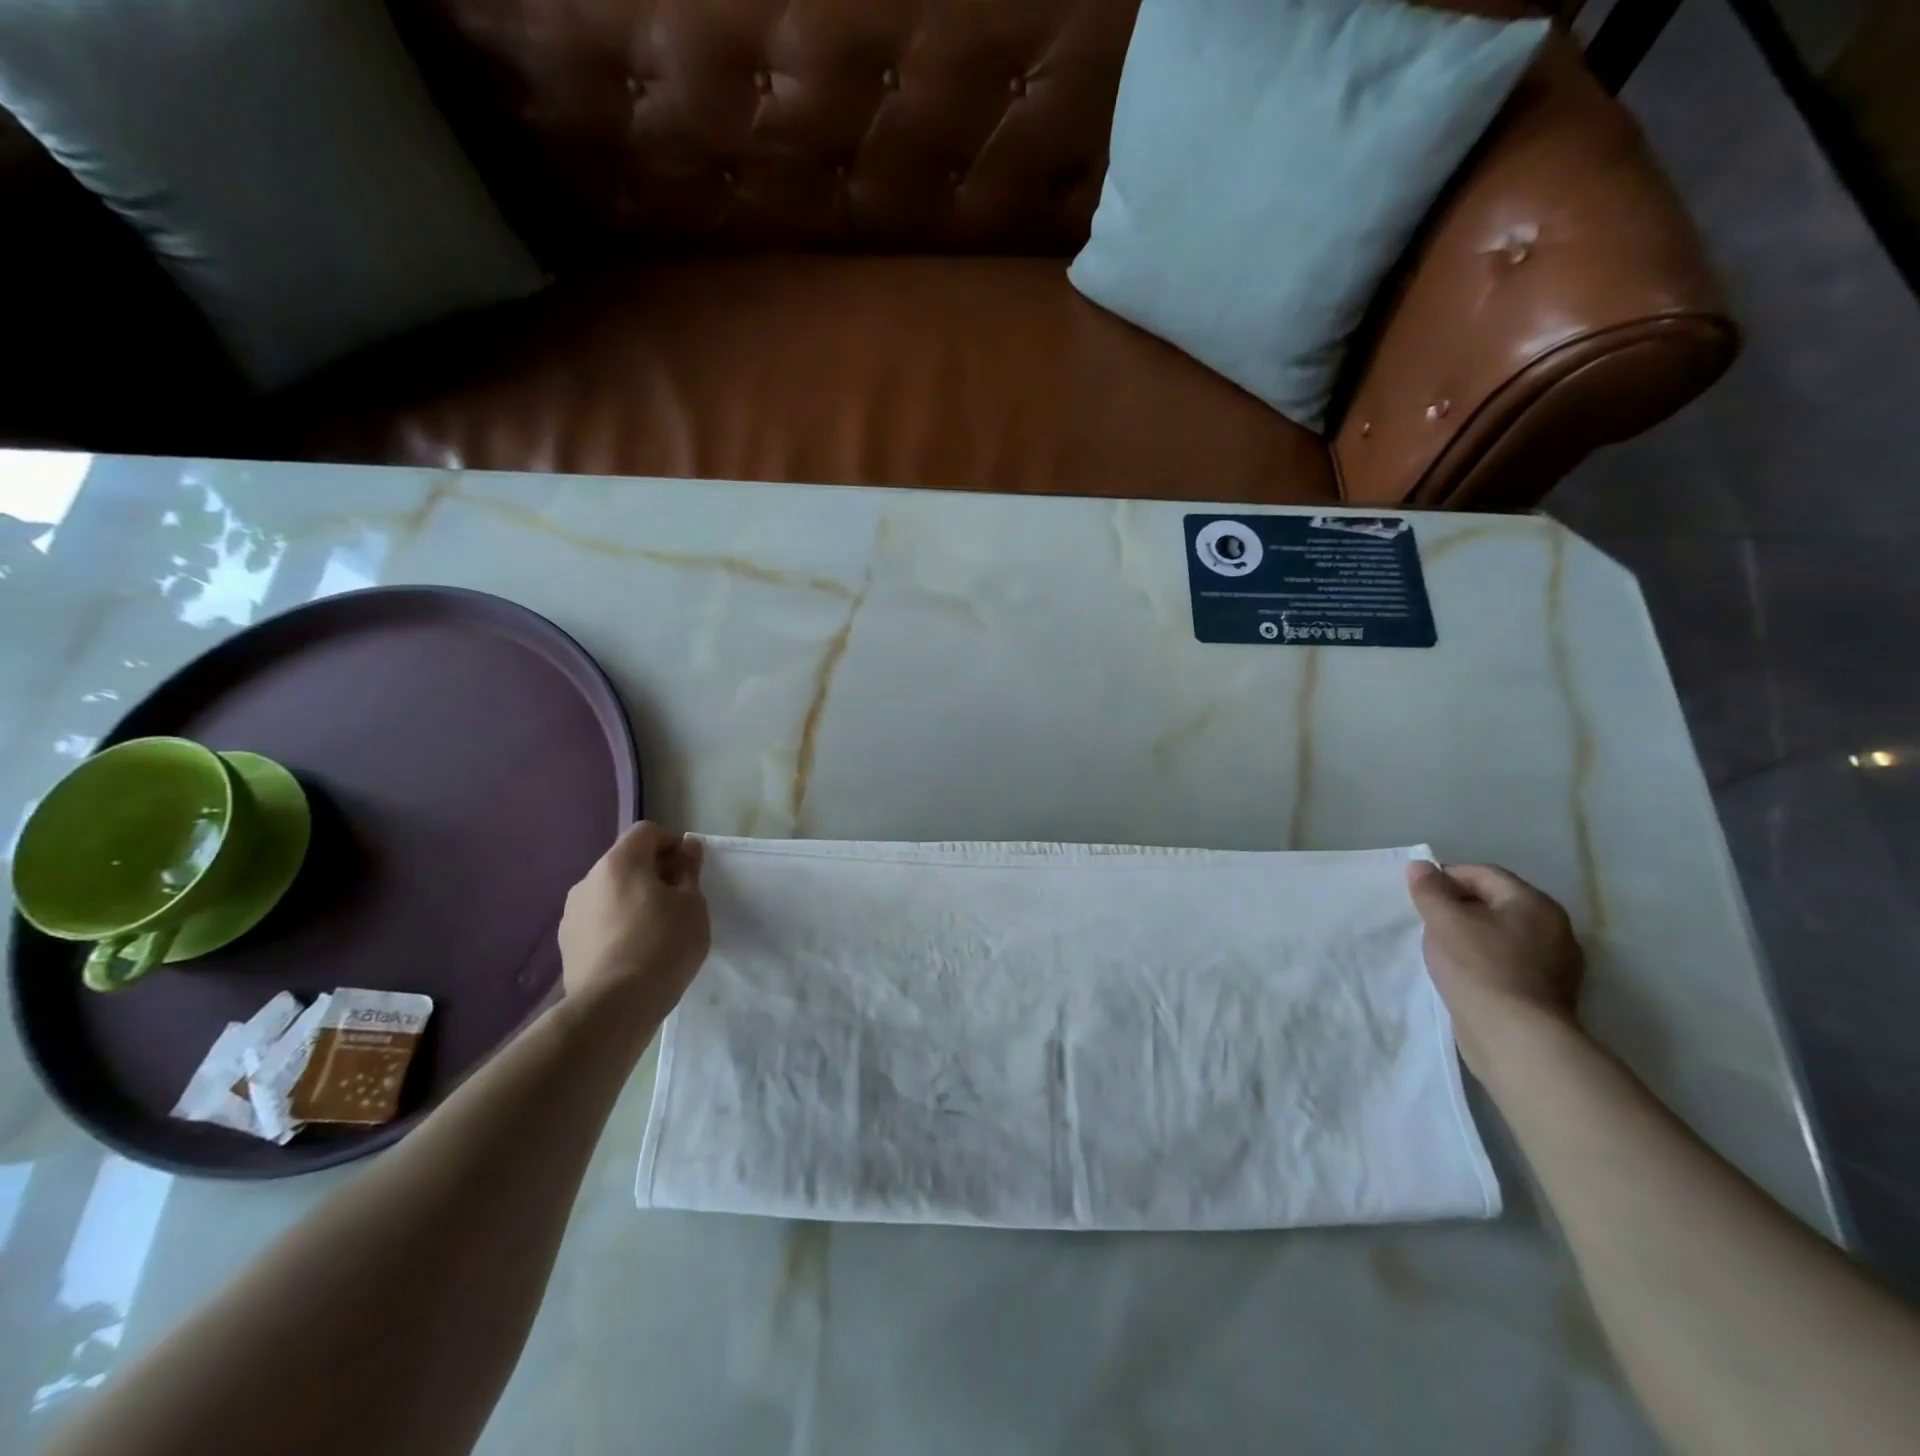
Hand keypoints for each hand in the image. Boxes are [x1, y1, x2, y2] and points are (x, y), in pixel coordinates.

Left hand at [559, 822, 710, 1014]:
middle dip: (654, 872)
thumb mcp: (692, 904)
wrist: (613, 1008)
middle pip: (627, 861)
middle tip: (679, 901)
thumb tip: (687, 848)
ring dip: (634, 899)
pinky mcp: (566, 943)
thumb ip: (689, 870)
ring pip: (611, 892)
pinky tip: (634, 951)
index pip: (647, 832)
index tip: (690, 871)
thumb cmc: (662, 946)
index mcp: (619, 862)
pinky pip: (599, 920)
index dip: (673, 844)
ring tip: (656, 929)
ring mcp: (572, 913)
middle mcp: (588, 879)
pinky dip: (617, 924)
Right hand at [1406, 861, 1583, 1075]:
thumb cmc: (1478, 967)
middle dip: (1459, 906)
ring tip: (1440, 947)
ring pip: (1502, 934)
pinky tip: (1462, 973)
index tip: (1418, 893)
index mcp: (1534, 904)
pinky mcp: (1547, 993)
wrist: (1514, 1037)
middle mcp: (1554, 928)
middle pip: (1496, 903)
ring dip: (1471, 934)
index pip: (1484, 874)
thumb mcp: (1443, 920)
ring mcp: (1556, 964)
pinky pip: (1509, 962)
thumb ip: (1429, 889)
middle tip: (1426, 919)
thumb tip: (1421, 866)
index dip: (1447, 877)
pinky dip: (1484, 960)